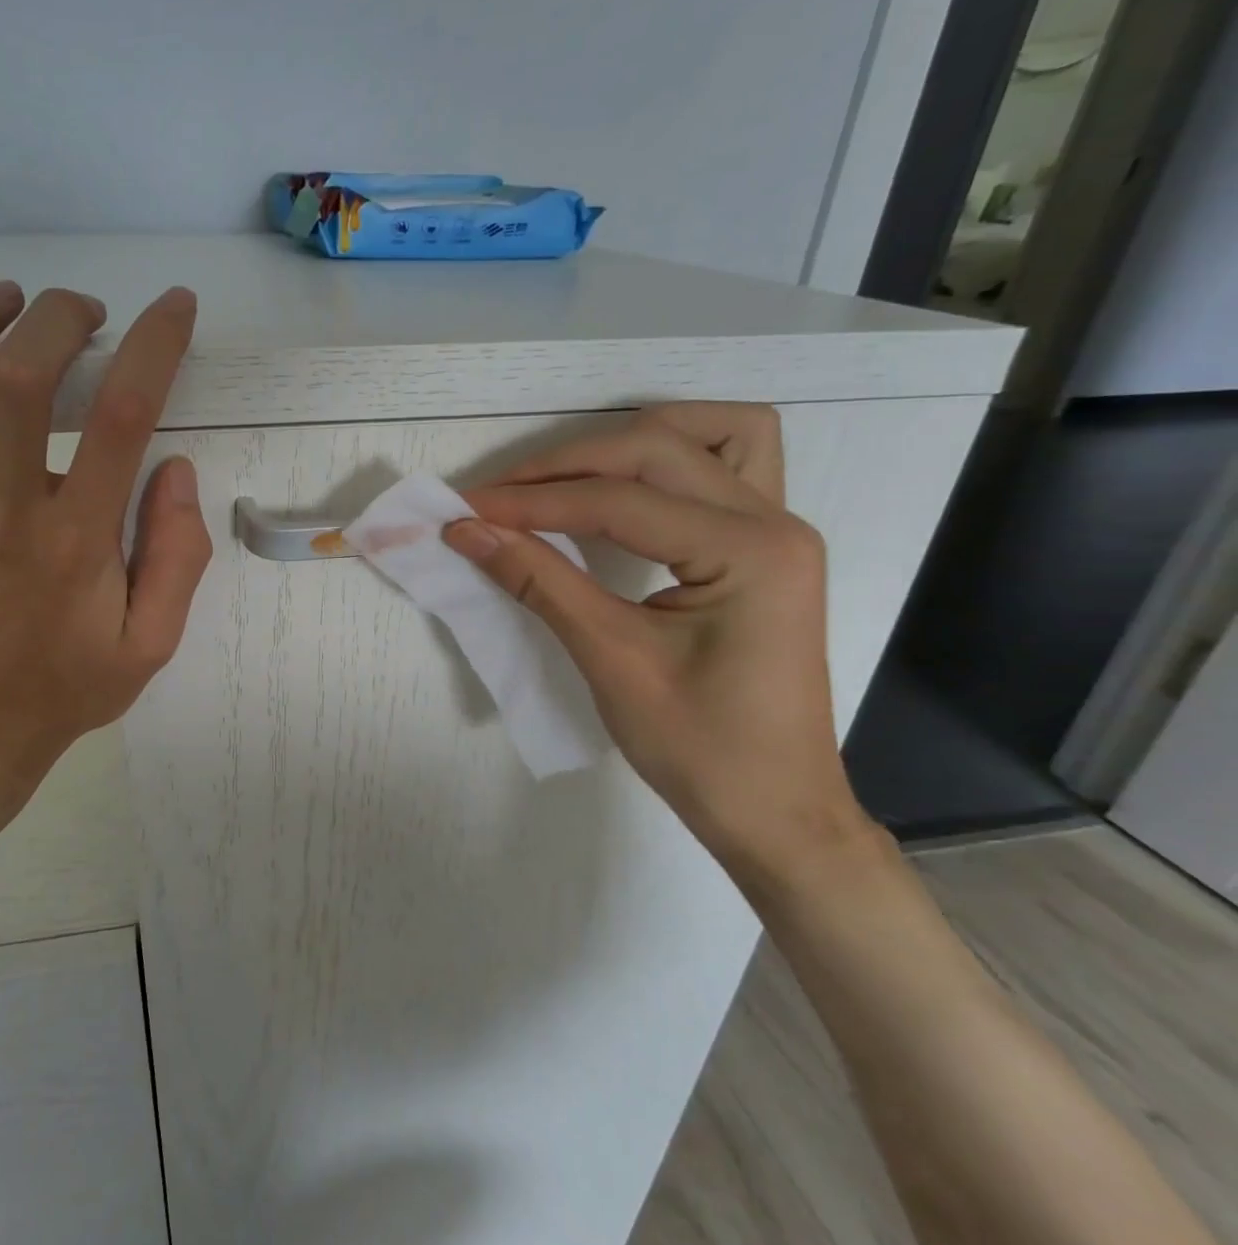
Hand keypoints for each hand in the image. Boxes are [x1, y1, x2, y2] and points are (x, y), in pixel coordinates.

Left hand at [0, 281, 211, 843]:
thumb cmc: (67, 689)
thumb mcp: (151, 643)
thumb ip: (176, 557)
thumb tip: (174, 469)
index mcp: (78, 539)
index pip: (122, 417)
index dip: (154, 347)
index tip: (173, 307)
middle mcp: (4, 511)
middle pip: (19, 380)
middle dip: (56, 319)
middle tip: (83, 311)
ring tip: (5, 298)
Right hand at [441, 403, 870, 884]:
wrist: (773, 810)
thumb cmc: (700, 749)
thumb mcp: (611, 660)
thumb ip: (540, 581)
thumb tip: (468, 532)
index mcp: (749, 550)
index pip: (619, 501)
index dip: (532, 502)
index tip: (465, 511)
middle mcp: (775, 520)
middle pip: (656, 450)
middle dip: (566, 466)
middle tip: (497, 498)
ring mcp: (778, 528)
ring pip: (708, 434)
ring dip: (630, 441)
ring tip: (566, 474)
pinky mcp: (764, 546)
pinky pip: (725, 466)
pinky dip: (671, 459)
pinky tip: (628, 484)